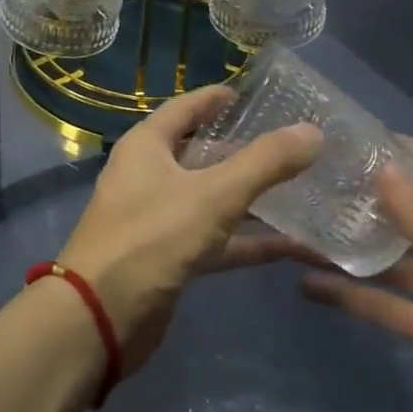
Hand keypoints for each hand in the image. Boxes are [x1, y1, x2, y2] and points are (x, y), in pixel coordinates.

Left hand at [57, 85, 322, 368]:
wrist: (100, 317)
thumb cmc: (151, 238)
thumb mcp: (213, 195)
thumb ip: (264, 163)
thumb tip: (312, 131)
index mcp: (147, 146)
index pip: (186, 108)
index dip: (217, 99)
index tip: (254, 94)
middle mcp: (148, 175)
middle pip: (202, 153)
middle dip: (244, 151)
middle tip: (292, 145)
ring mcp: (157, 218)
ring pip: (211, 198)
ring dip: (252, 198)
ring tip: (303, 190)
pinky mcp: (169, 257)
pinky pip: (215, 239)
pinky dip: (248, 241)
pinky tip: (292, 246)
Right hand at [299, 142, 412, 411]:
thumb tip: (382, 171)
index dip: (409, 152)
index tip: (357, 138)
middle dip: (370, 197)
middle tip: (314, 178)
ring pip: (391, 260)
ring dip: (351, 247)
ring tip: (298, 227)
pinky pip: (385, 306)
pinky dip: (350, 296)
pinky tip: (308, 285)